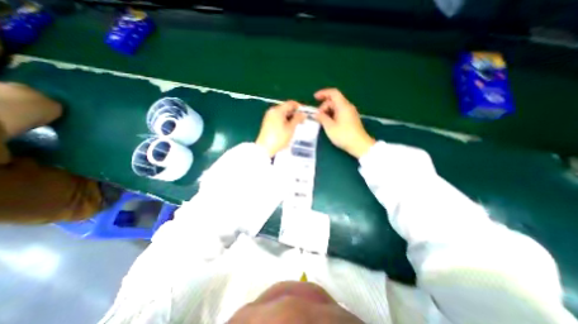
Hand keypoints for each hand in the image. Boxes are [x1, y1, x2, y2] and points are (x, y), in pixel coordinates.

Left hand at [255, 100, 303, 156]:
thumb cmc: (279, 138)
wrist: (265, 149)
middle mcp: (272, 111)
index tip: (305, 114)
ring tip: (296, 126)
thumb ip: (297, 119)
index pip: (290, 103)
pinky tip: (288, 129)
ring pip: (282, 114)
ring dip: (290, 118)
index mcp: (277, 110)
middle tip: (302, 121)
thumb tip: (303, 113)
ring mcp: (268, 117)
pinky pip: (278, 119)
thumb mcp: (291, 128)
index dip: (299, 107)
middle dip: (295, 113)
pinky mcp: (267, 123)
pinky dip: (285, 121)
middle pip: (286, 108)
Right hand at [315, 88, 377, 159]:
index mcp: (343, 106)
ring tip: (322, 122)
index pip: (333, 93)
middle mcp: (348, 107)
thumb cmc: (344, 135)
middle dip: (324, 106)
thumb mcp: (330, 127)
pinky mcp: (351, 119)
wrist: (360, 145)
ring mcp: (350, 113)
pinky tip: (329, 124)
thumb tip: (316, 114)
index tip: (314, 98)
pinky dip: (332, 115)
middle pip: (334, 101)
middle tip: (318, 117)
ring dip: (328, 112)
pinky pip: (340, 113)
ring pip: (336, 107)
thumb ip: (322, 118)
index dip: (323, 93)